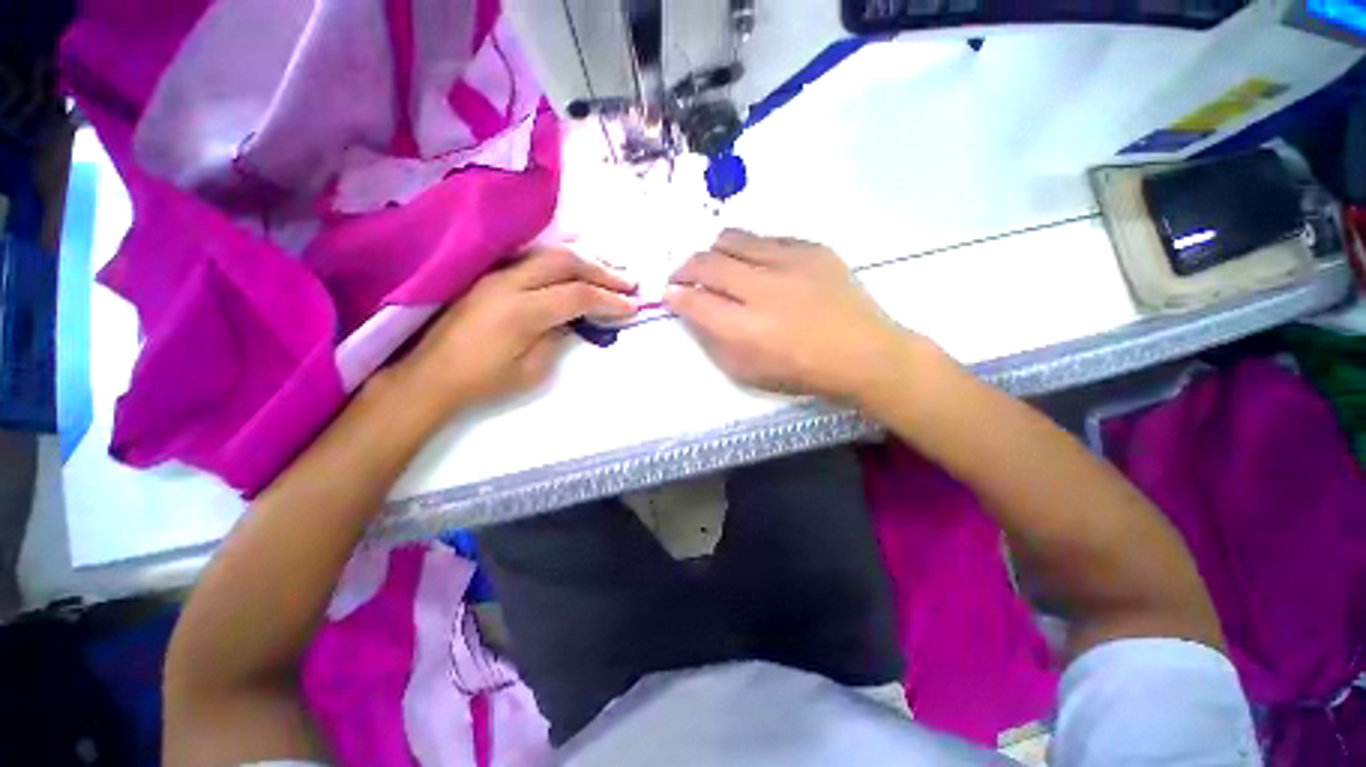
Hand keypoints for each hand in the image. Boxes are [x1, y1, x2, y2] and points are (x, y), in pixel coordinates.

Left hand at [396, 248, 636, 413]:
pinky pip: (531, 257)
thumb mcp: (531, 371)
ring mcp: (496, 275)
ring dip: (584, 259)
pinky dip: (560, 258)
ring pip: (548, 253)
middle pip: (565, 262)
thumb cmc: (483, 382)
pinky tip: (575, 262)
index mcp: (523, 312)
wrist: (431, 376)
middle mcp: (509, 283)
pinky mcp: (488, 276)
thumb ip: (558, 338)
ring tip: (610, 271)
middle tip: (628, 283)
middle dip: (602, 271)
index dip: (610, 300)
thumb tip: (571, 319)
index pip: (578, 295)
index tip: (632, 306)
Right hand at [666, 230, 931, 404]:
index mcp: (747, 330)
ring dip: (713, 251)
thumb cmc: (803, 372)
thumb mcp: (749, 373)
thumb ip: (715, 342)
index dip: (675, 296)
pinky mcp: (813, 249)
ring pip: (733, 239)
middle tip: (681, 275)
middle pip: (708, 264)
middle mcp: (764, 290)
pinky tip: (754, 263)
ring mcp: (790, 263)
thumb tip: (695, 312)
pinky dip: (750, 249)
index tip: (669, 293)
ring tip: (714, 263)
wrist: (864, 353)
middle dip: (684, 268)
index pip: (696, 302)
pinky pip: (767, 238)